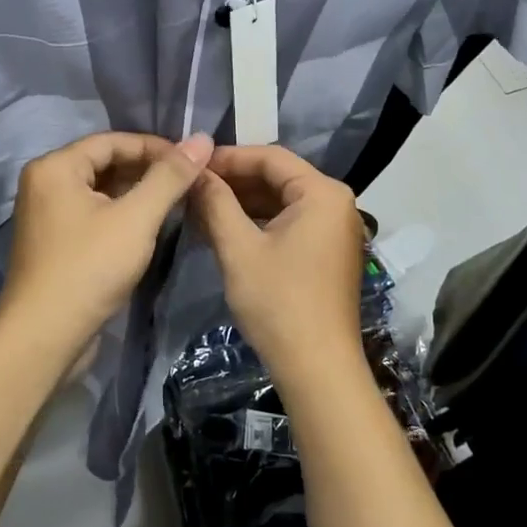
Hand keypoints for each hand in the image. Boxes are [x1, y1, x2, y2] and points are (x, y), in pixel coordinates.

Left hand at [0, 131, 213, 353]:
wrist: (44, 338)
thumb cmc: (89, 268)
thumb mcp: (136, 218)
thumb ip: (170, 177)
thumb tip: (202, 139)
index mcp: (55, 167)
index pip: (112, 141)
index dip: (155, 147)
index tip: (192, 160)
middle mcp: (45, 184)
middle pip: (105, 164)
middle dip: (148, 170)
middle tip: (189, 182)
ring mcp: (47, 216)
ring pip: (101, 191)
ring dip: (138, 194)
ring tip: (177, 202)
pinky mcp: (55, 244)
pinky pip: (94, 215)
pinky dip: (122, 215)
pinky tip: (150, 228)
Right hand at [186, 145, 366, 390]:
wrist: (318, 369)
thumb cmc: (278, 302)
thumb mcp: (239, 248)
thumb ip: (216, 203)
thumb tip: (194, 172)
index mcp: (322, 193)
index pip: (270, 157)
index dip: (228, 157)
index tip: (192, 165)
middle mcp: (335, 202)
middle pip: (277, 177)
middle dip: (233, 181)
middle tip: (191, 187)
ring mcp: (334, 228)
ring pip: (281, 201)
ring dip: (242, 203)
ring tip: (199, 207)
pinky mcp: (327, 252)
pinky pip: (289, 223)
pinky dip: (257, 223)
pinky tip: (223, 230)